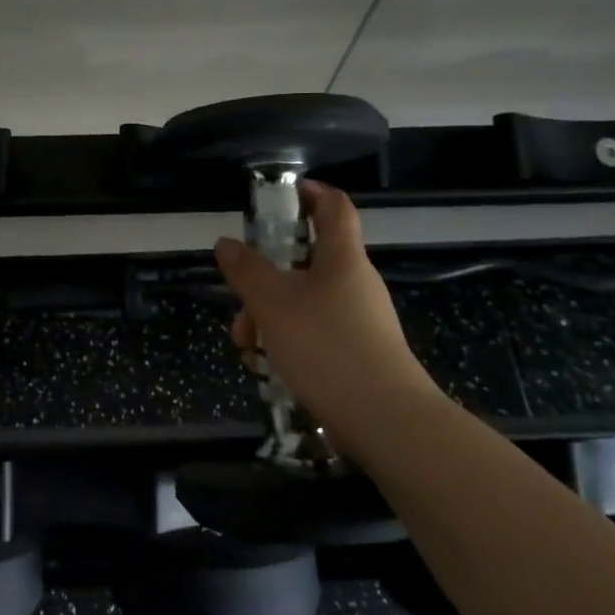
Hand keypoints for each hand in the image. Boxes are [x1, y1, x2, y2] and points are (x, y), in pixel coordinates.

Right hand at [213, 181, 441, 452]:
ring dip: (269, 314)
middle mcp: (354, 282)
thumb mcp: (273, 304)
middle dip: (266, 275)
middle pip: (307, 259)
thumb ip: (246, 270)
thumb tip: (226, 243)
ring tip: (246, 345)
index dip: (308, 192)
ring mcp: (359, 319)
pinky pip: (315, 331)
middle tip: (240, 295)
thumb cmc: (328, 347)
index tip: (278, 196)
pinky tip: (268, 367)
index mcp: (342, 257)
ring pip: (305, 300)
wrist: (388, 422)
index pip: (333, 205)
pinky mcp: (358, 352)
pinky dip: (288, 339)